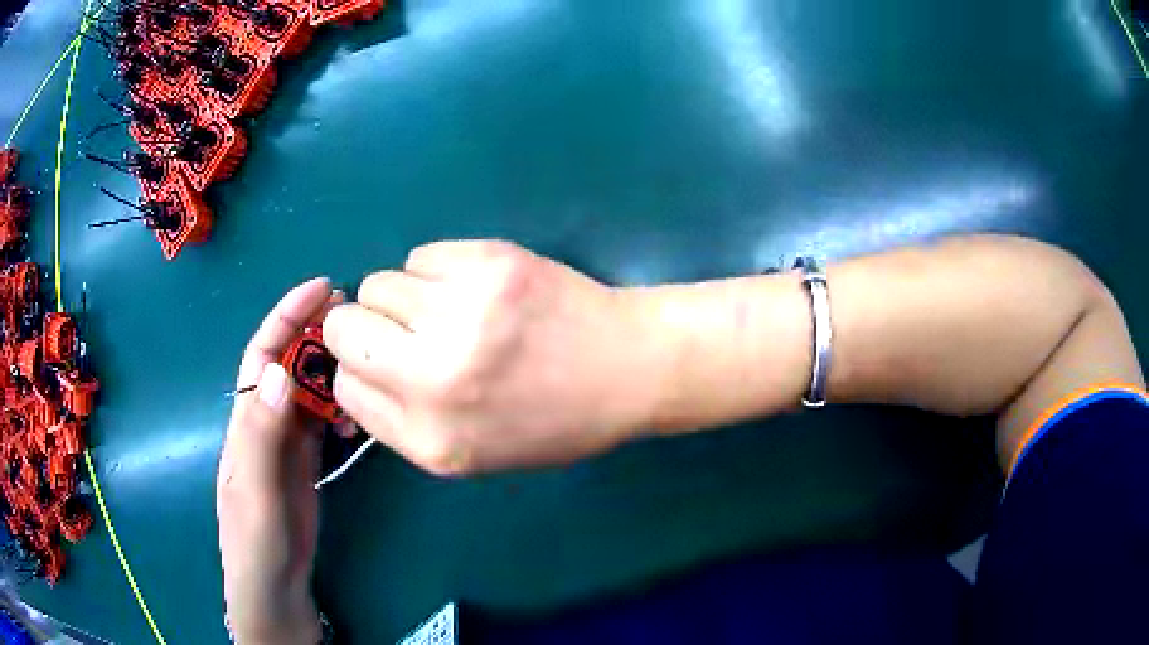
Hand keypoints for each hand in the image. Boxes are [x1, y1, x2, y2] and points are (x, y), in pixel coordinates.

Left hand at [217, 278, 337, 644]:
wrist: (273, 583)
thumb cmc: (256, 539)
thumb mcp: (257, 491)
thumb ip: (263, 435)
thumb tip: (280, 372)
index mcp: (246, 420)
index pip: (263, 354)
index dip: (286, 316)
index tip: (321, 288)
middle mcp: (264, 421)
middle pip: (287, 363)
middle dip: (314, 332)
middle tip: (354, 313)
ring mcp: (285, 441)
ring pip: (306, 389)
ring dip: (329, 366)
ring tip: (362, 353)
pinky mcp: (302, 459)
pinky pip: (320, 419)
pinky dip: (338, 404)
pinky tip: (356, 406)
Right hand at [323, 241, 665, 474]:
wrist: (629, 368)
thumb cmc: (553, 421)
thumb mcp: (470, 451)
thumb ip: (402, 420)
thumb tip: (356, 369)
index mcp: (432, 439)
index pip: (345, 388)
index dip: (358, 370)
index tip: (382, 364)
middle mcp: (437, 379)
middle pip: (344, 327)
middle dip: (362, 327)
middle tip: (404, 331)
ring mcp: (464, 313)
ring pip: (377, 284)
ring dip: (402, 298)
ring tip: (449, 311)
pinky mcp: (490, 263)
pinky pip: (421, 256)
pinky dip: (435, 272)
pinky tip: (474, 289)